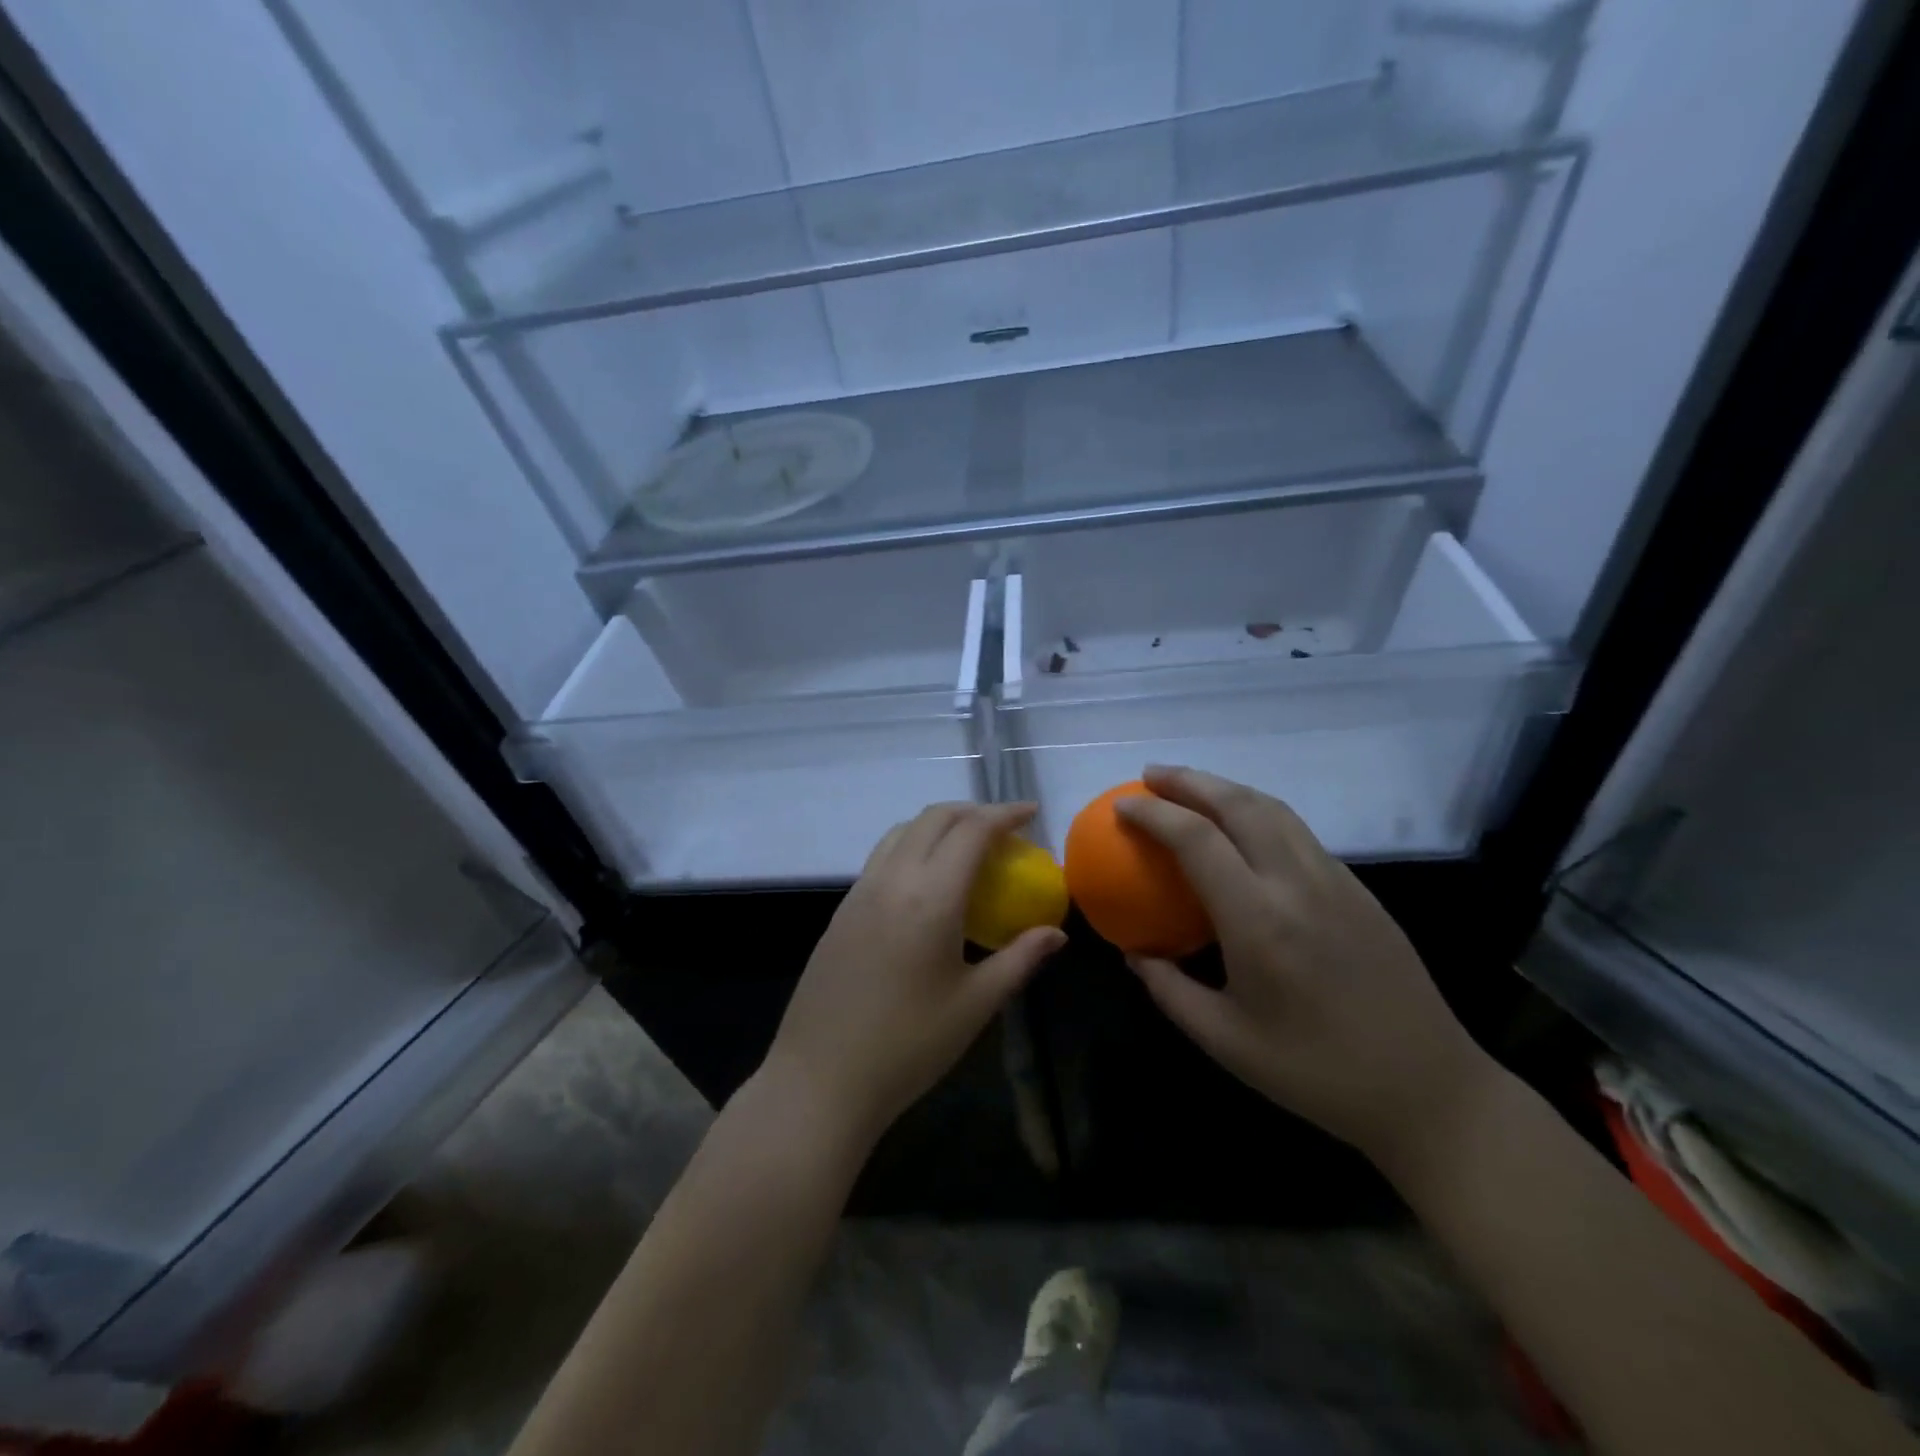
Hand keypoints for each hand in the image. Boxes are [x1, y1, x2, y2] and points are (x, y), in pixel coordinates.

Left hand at [763, 802, 1066, 1146]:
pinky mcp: (842, 910)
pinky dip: (913, 846)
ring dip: (939, 824)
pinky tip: (927, 882)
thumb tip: (1056, 933)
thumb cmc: (909, 1046)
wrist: (821, 1078)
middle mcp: (893, 879)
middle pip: (934, 818)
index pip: (972, 831)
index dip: (1004, 814)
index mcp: (931, 896)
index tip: (1031, 813)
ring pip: (903, 831)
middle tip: (1005, 829)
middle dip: (973, 811)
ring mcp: (860, 891)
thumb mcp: (976, 1004)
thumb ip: (1019, 959)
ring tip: (967, 847)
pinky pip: (883, 856)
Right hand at [1118, 766, 1497, 1167]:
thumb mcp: (1225, 1041)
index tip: (1122, 806)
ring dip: (1226, 788)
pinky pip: (1298, 831)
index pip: (1197, 839)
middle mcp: (1297, 883)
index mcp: (1259, 920)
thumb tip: (1132, 952)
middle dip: (1189, 780)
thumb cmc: (1316, 1072)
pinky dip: (1258, 811)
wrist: (1428, 1089)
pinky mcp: (1358, 888)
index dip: (1154, 814)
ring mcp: (1335, 880)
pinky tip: (1242, 829)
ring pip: (1274, 809)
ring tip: (1190, 788)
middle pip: (1239, 804)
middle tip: (1150, 776)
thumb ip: (1168, 989)